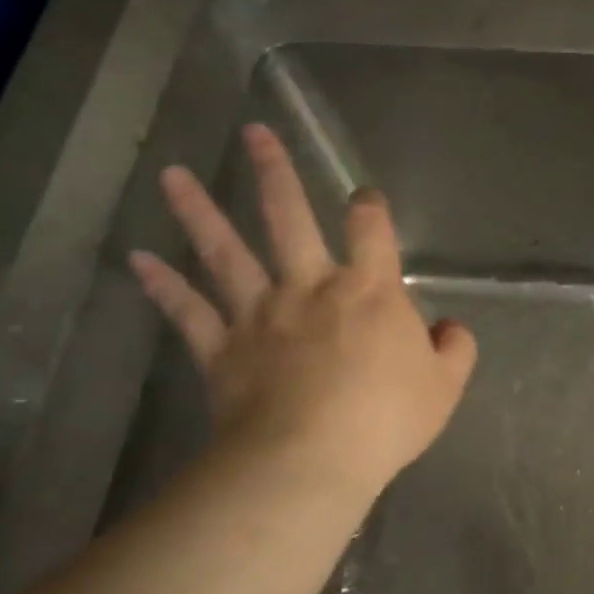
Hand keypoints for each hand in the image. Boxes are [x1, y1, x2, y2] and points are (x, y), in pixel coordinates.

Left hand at [129, 123, 476, 504]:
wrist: (312, 459)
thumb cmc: (386, 419)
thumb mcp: (445, 385)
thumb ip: (455, 349)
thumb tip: (449, 327)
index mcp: (369, 290)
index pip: (371, 230)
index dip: (370, 207)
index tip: (364, 197)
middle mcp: (310, 287)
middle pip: (289, 219)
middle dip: (274, 174)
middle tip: (254, 133)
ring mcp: (260, 314)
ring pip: (226, 253)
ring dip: (199, 212)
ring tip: (173, 175)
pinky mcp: (222, 348)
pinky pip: (188, 312)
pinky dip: (163, 286)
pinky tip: (138, 260)